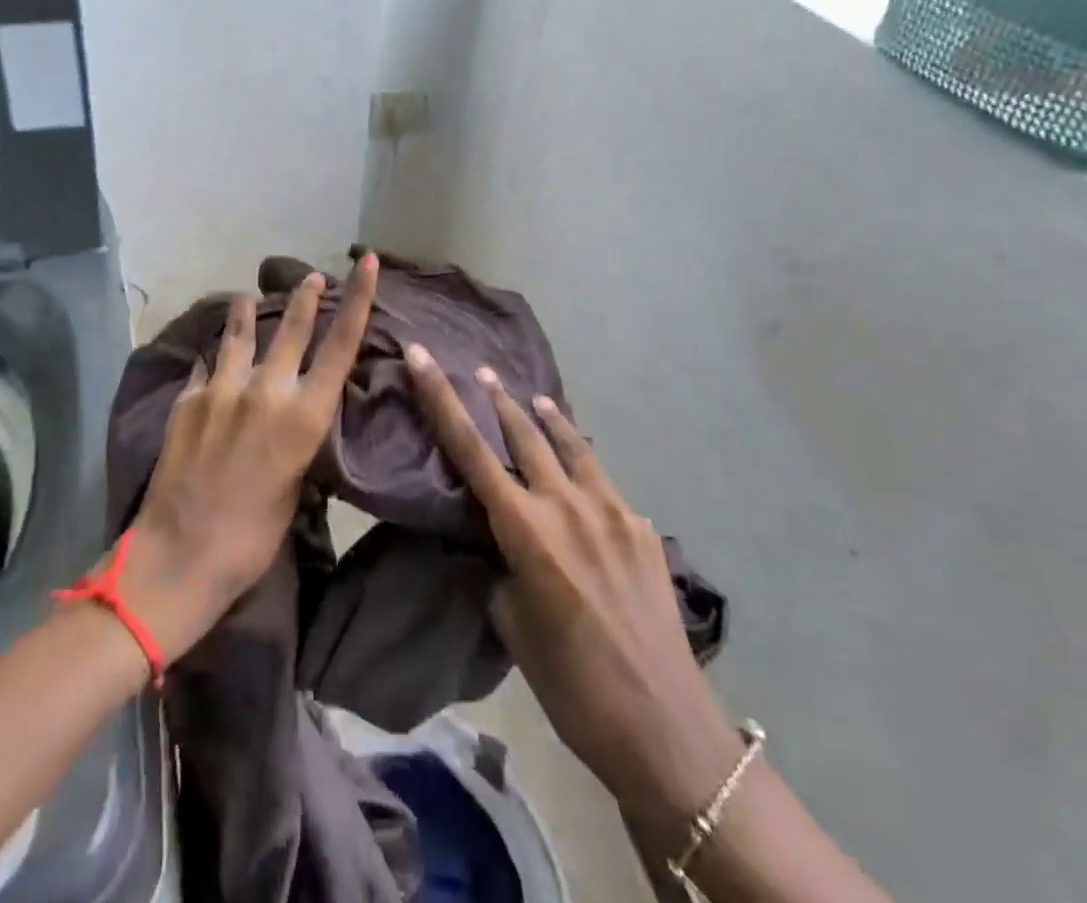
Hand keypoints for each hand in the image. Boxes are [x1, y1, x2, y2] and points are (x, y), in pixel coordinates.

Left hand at [117, 254, 378, 659]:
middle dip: (304, 296)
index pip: (341, 344)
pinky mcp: (188, 398)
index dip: (357, 298)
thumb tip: (293, 416)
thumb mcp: (295, 486)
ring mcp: (222, 389)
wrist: (181, 553)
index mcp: (304, 416)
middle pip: (291, 326)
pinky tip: (211, 353)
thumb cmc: (252, 537)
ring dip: (247, 311)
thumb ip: (296, 439)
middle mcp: (267, 390)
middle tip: (310, 276)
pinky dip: (214, 356)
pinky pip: (206, 364)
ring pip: (239, 333)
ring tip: (249, 296)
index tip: (365, 261)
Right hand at [404, 346, 742, 842]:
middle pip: (525, 433)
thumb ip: (503, 565)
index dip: (440, 398)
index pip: (470, 449)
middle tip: (482, 372)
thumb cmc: (571, 685)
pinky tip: (583, 482)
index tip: (421, 357)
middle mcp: (568, 506)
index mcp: (526, 530)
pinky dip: (584, 469)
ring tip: (535, 398)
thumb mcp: (513, 623)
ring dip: (549, 419)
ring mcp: (613, 512)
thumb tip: (502, 540)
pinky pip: (604, 484)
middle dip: (498, 399)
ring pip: (573, 446)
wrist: (664, 729)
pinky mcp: (644, 528)